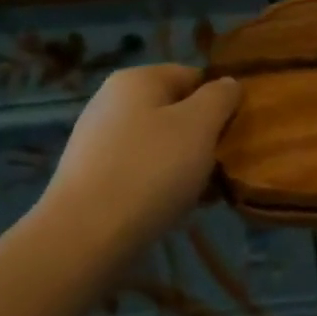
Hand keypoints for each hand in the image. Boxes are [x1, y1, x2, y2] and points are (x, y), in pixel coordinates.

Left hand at [33, 65, 240, 267]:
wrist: (82, 239)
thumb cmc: (150, 170)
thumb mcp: (200, 125)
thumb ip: (221, 97)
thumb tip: (227, 84)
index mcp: (137, 80)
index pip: (193, 76)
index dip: (218, 100)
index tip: (233, 132)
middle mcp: (112, 102)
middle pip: (175, 111)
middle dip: (202, 136)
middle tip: (220, 165)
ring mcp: (97, 142)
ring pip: (159, 144)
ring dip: (184, 164)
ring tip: (201, 192)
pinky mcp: (90, 179)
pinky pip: (139, 172)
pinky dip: (159, 185)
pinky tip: (172, 209)